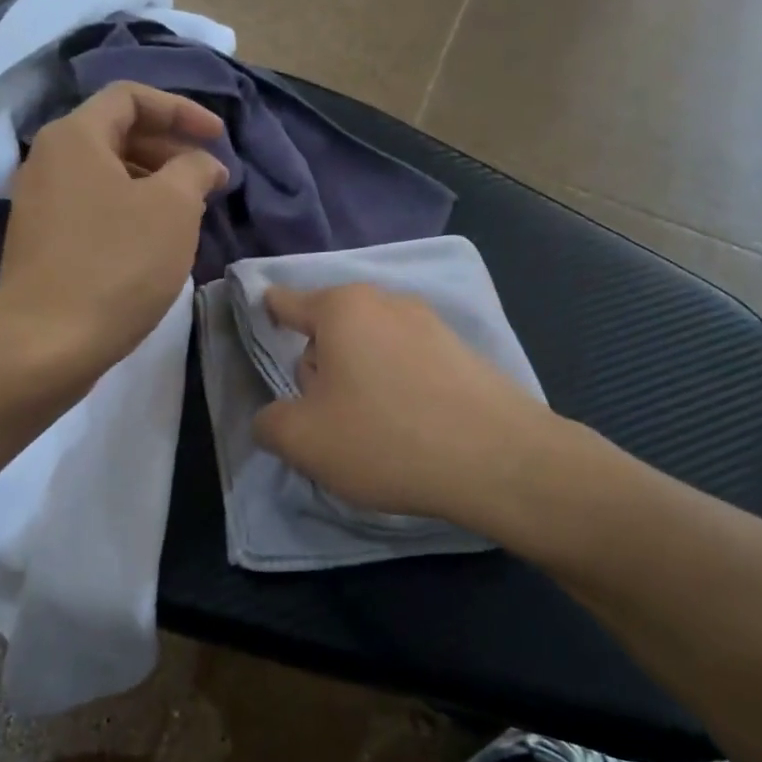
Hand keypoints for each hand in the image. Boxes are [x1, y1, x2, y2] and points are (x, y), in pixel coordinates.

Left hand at [0, 81, 227, 379]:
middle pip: (118, 133)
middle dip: (171, 149)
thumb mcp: (173, 207)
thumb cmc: (117, 264)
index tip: (218, 138)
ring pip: (107, 174)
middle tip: (209, 179)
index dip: (181, 109)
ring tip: (191, 212)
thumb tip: (201, 164)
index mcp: (75, 136)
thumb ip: (194, 169)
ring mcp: (41, 203)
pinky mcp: (43, 242)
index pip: (131, 96)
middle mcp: (49, 160)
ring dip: (154, 182)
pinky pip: (94, 206)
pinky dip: (130, 210)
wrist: (47, 342)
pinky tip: (156, 241)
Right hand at [252, 284, 599, 533]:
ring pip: (370, 348)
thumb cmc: (386, 438)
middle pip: (329, 330)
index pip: (286, 301)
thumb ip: (270, 423)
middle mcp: (386, 301)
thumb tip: (275, 418)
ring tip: (373, 430)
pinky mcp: (462, 351)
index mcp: (341, 308)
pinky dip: (397, 388)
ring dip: (359, 380)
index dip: (267, 314)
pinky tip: (410, 428)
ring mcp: (431, 323)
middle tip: (328, 417)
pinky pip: (408, 363)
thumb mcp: (303, 441)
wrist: (500, 460)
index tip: (262, 326)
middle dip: (319, 367)